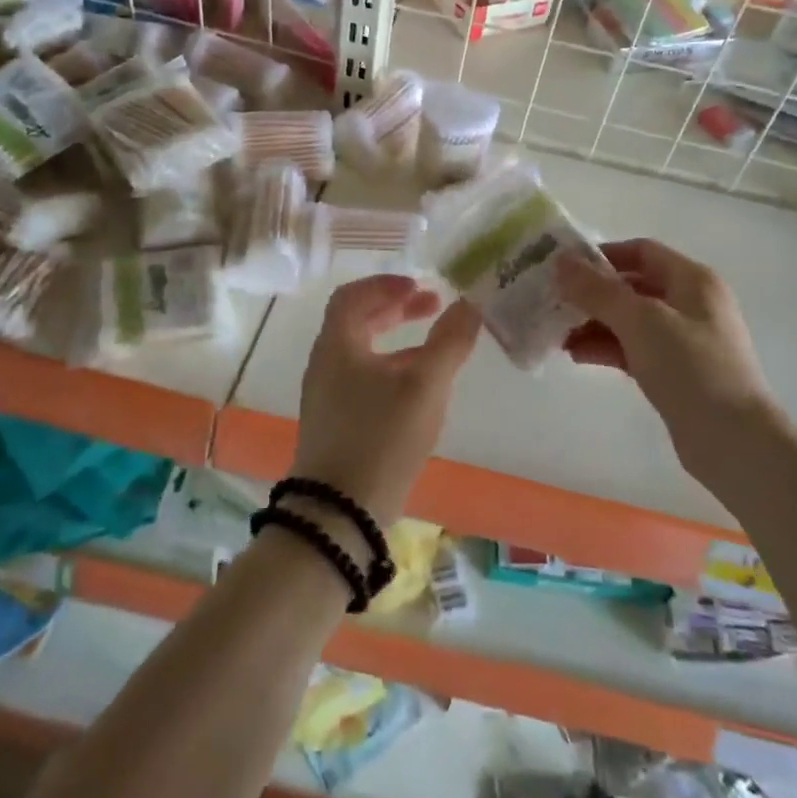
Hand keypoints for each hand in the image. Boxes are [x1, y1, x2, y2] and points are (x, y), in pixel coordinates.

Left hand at [293, 275, 480, 524]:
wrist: (339, 513)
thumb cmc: (381, 437)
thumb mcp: (424, 385)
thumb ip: (450, 341)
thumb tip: (471, 303)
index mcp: (337, 345)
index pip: (352, 296)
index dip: (386, 284)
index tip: (420, 285)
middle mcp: (326, 365)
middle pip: (357, 322)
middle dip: (396, 309)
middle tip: (433, 306)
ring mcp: (328, 398)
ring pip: (363, 353)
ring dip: (397, 340)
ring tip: (435, 346)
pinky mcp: (336, 425)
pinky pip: (363, 380)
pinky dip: (392, 369)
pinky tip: (420, 389)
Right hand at [558, 239, 778, 482]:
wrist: (733, 440)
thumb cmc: (690, 368)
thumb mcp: (640, 321)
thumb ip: (598, 290)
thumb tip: (561, 261)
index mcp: (692, 280)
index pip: (641, 251)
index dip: (602, 256)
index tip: (564, 269)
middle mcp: (691, 304)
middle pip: (633, 286)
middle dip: (592, 294)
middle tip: (553, 304)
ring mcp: (685, 340)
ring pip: (631, 321)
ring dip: (595, 323)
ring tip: (558, 335)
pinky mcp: (677, 372)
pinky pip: (635, 349)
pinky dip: (607, 348)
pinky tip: (578, 355)